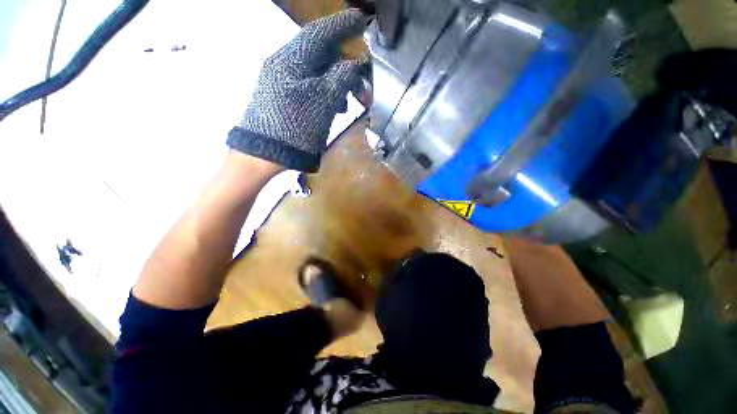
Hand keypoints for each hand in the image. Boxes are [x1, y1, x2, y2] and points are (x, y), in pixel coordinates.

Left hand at [227, 9, 366, 171]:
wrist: (265, 154)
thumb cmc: (294, 128)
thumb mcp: (322, 103)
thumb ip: (340, 79)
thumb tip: (353, 64)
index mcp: (290, 60)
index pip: (319, 33)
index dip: (341, 25)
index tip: (360, 19)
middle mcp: (283, 64)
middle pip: (319, 53)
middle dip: (343, 63)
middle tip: (362, 78)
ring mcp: (281, 81)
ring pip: (316, 72)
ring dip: (336, 82)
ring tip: (350, 100)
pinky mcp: (283, 96)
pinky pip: (309, 86)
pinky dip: (325, 93)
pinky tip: (335, 106)